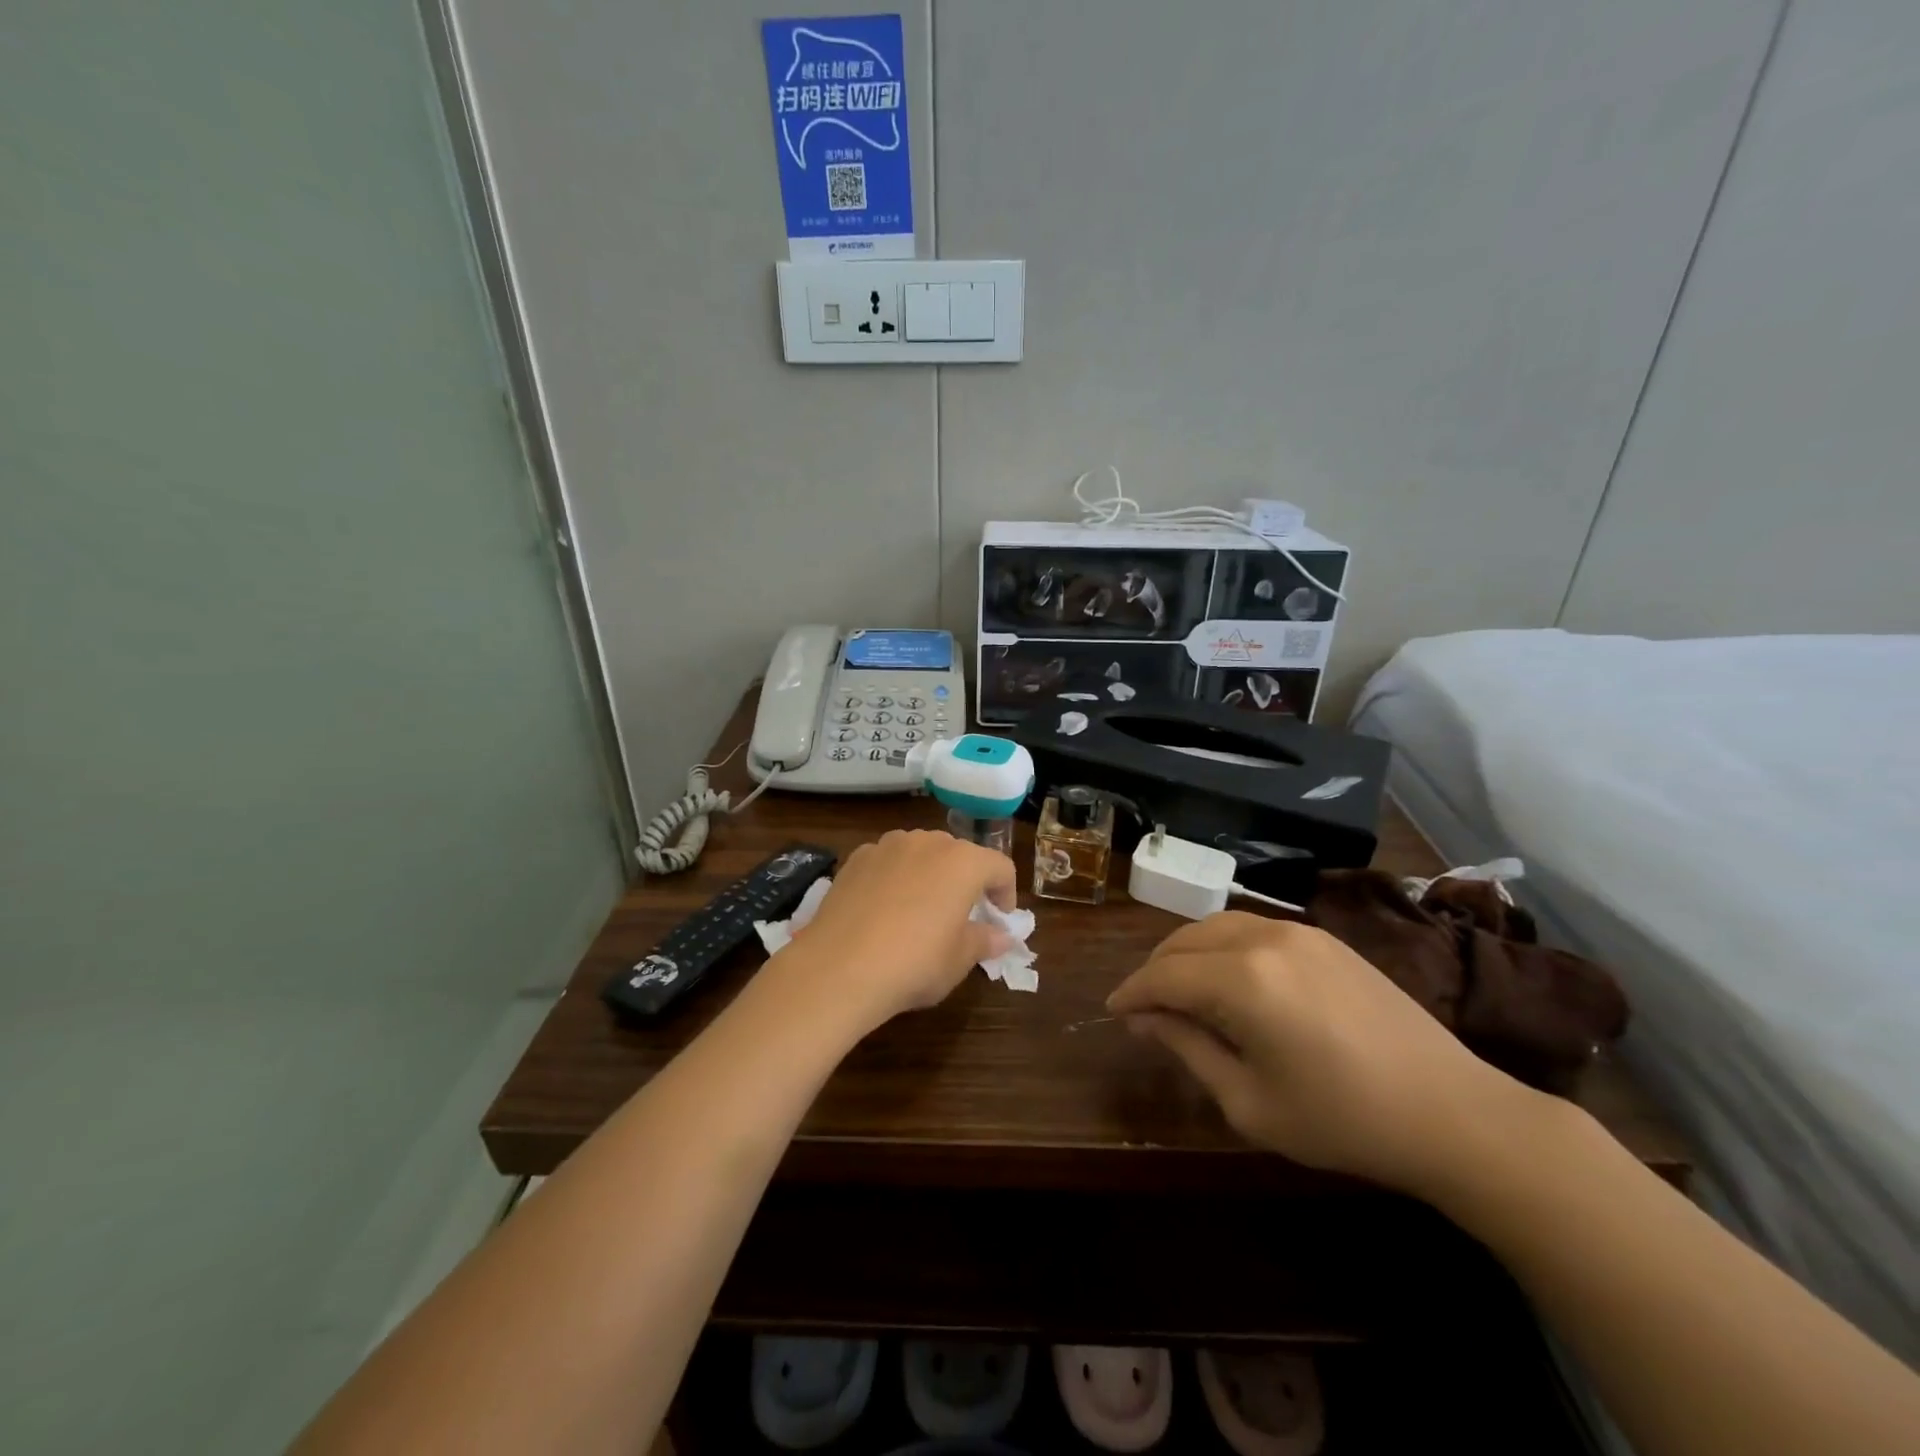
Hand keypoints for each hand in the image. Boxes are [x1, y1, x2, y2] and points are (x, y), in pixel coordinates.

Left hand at [773, 829, 1017, 1031]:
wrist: (839, 968)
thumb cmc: (914, 963)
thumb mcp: (959, 960)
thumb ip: (984, 941)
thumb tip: (1002, 936)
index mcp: (964, 862)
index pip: (1000, 867)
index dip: (1006, 893)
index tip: (999, 920)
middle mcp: (928, 842)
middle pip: (960, 854)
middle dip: (967, 881)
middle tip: (962, 915)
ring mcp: (888, 845)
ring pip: (921, 852)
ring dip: (930, 873)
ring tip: (920, 909)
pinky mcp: (856, 857)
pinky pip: (888, 861)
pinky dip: (895, 876)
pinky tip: (884, 909)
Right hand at [1107, 911, 1528, 1197]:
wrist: (1452, 1111)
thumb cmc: (1343, 1119)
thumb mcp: (1250, 1102)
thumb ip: (1189, 1049)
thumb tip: (1145, 1020)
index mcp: (1242, 980)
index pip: (1163, 975)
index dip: (1131, 993)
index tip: (1113, 1013)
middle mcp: (1263, 939)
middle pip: (1183, 941)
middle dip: (1154, 971)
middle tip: (1143, 1010)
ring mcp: (1298, 931)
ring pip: (1215, 927)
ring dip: (1186, 955)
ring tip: (1179, 993)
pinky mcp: (1324, 937)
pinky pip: (1250, 930)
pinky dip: (1221, 948)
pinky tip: (1227, 981)